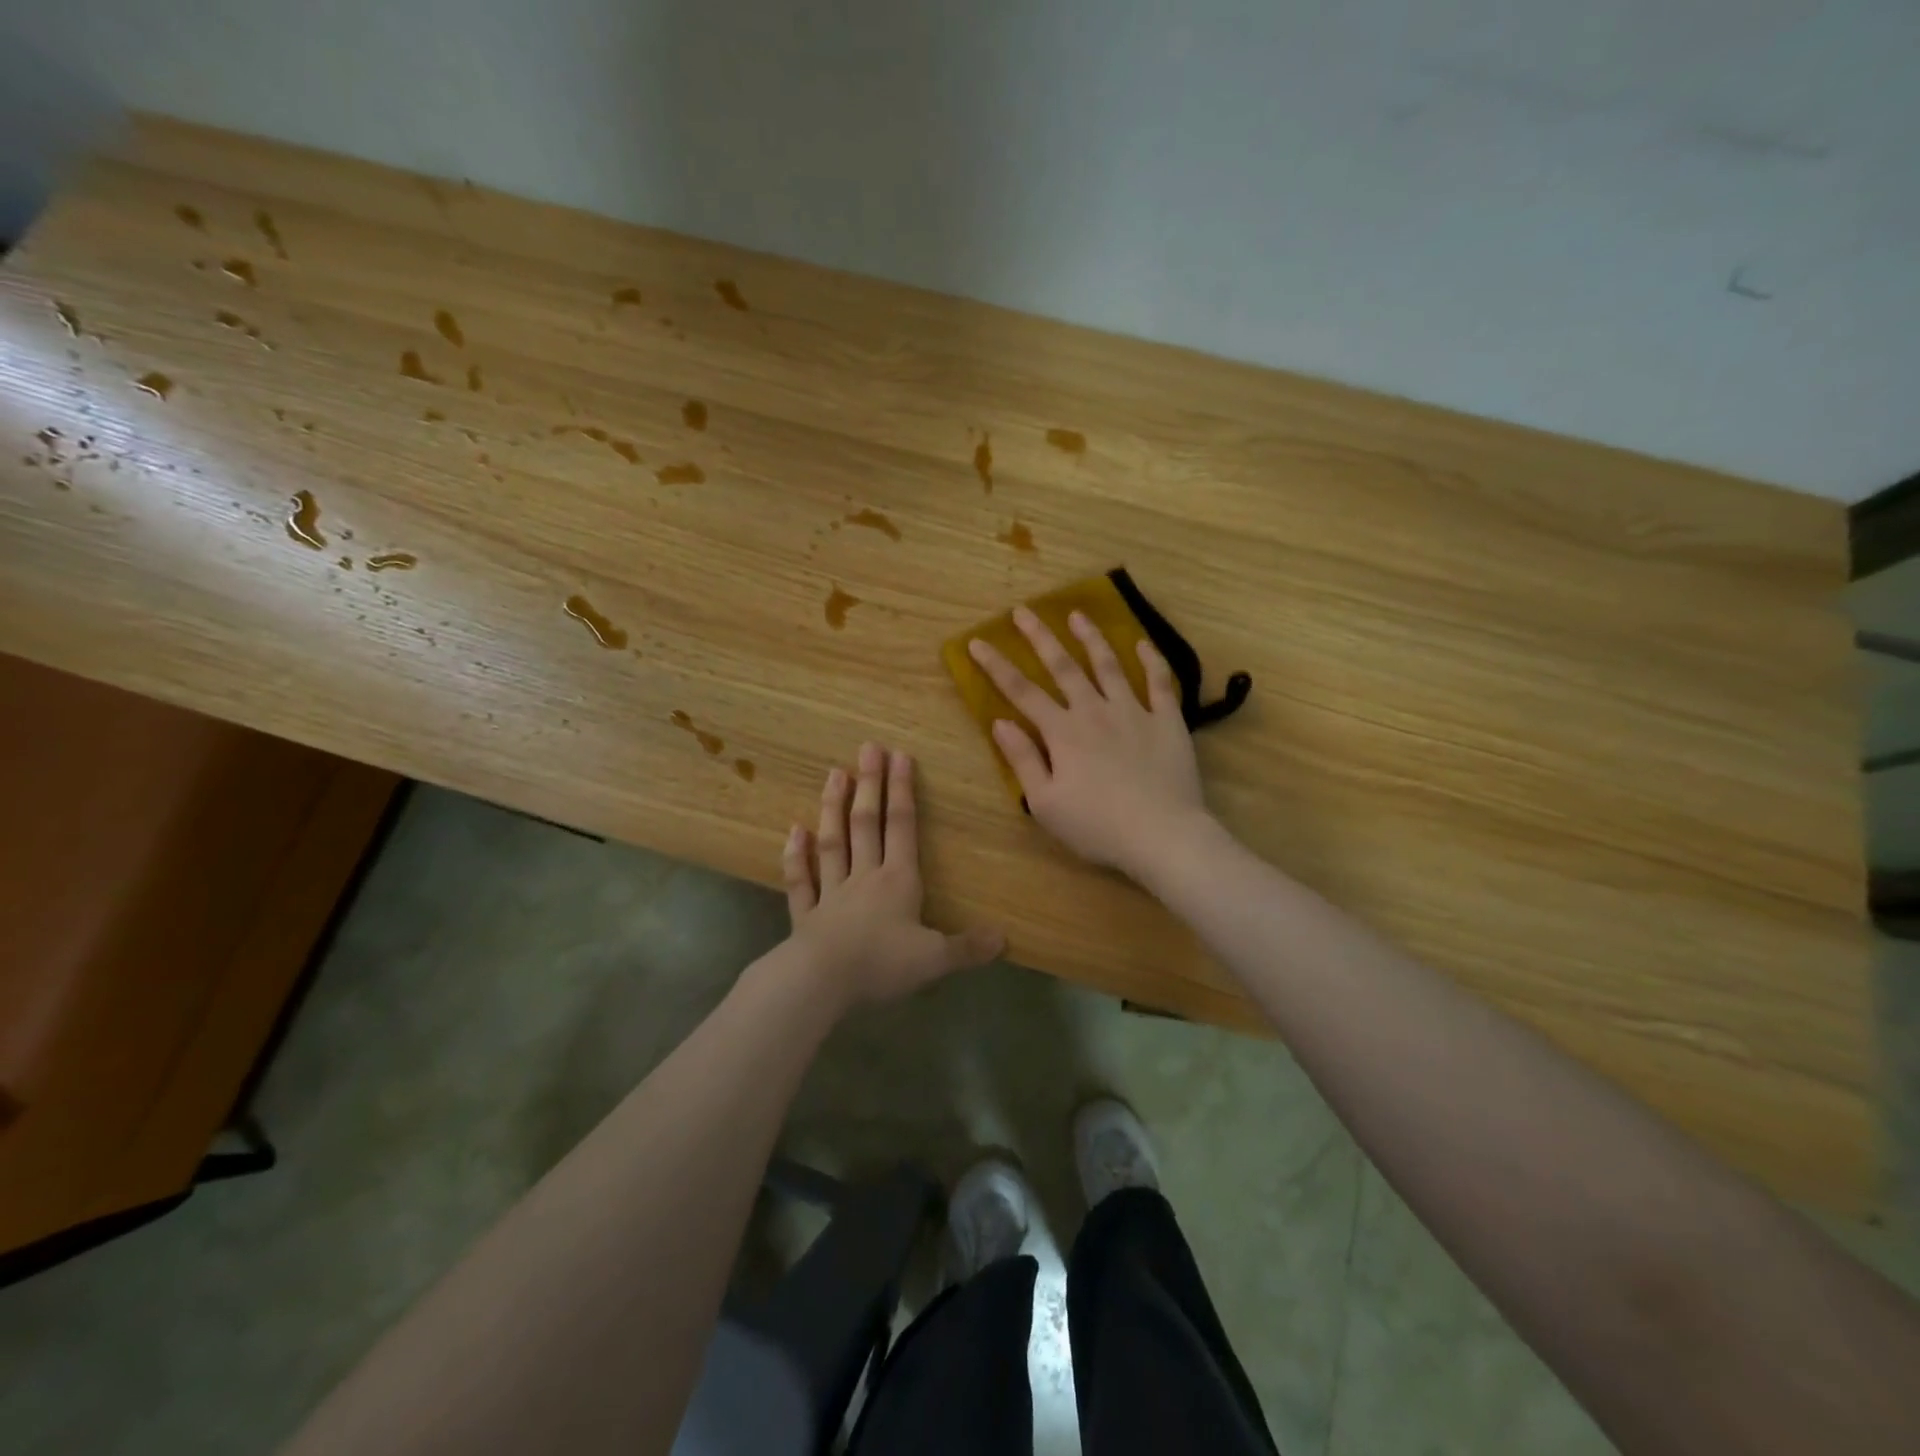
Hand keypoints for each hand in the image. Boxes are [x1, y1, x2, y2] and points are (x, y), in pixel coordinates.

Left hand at [780, 742, 1003, 1008]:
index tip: (900, 756)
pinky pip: (801, 880)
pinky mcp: (806, 914)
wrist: (820, 982)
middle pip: (867, 824)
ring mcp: (831, 893)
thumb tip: (1004, 939)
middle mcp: (864, 877)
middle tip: (867, 748)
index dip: (903, 791)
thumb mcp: (935, 960)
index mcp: (898, 882)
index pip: (902, 827)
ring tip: (834, 773)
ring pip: (833, 842)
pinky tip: (793, 830)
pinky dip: (796, 855)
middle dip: (870, 785)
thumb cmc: (881, 965)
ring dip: (833, 808)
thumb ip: (968, 948)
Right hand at [968, 608, 1210, 879]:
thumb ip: (1022, 760)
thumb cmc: (1097, 826)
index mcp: (1062, 732)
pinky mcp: (1167, 721)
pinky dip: (1151, 661)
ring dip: (1091, 638)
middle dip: (1040, 637)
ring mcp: (1134, 712)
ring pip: (1109, 665)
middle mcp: (1095, 711)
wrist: (1162, 835)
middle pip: (1063, 667)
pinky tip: (1142, 644)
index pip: (1021, 692)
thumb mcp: (1046, 803)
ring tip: (1077, 615)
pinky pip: (1160, 683)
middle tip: (1023, 611)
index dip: (996, 666)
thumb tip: (999, 722)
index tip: (977, 642)